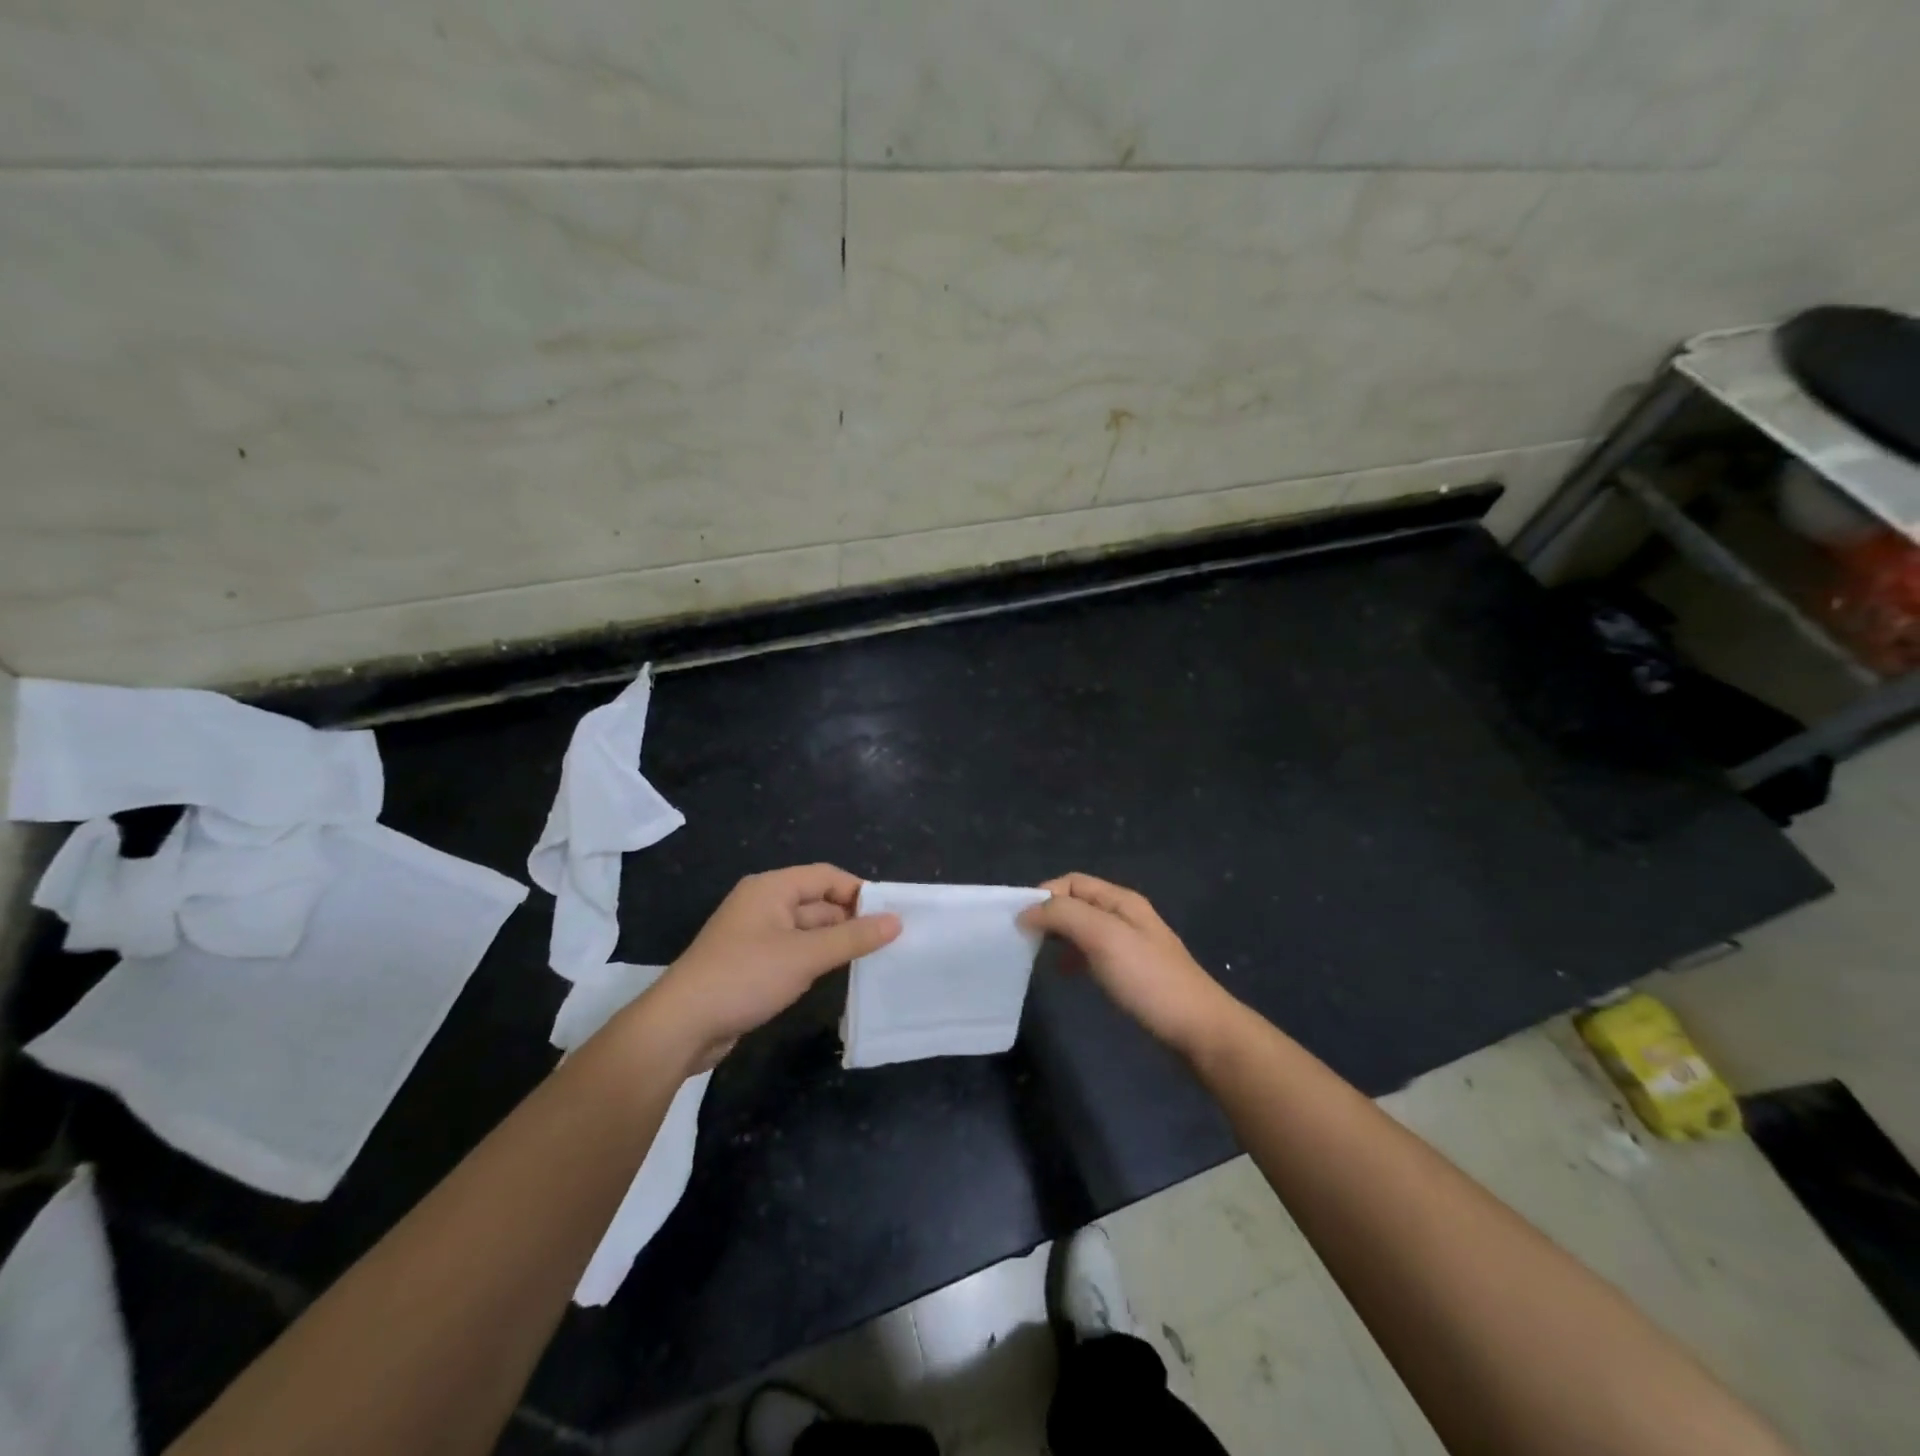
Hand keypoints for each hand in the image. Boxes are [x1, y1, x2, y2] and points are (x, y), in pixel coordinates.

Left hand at [646, 864, 900, 1069]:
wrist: (681, 1026)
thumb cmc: (745, 977)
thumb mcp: (805, 956)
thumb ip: (852, 937)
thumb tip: (896, 921)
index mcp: (771, 889)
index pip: (826, 876)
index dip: (859, 892)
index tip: (890, 916)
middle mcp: (763, 904)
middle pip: (817, 901)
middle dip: (850, 919)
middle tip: (889, 942)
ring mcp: (755, 936)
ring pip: (807, 930)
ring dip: (834, 942)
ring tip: (872, 959)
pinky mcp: (751, 964)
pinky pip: (793, 952)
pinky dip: (815, 959)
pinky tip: (835, 976)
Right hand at [1020, 873, 1238, 1058]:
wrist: (1198, 1029)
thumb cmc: (1148, 980)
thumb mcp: (1103, 938)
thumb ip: (1064, 916)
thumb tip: (1026, 911)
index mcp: (1121, 901)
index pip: (1072, 882)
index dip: (1044, 895)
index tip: (1021, 923)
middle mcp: (1125, 916)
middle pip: (1077, 903)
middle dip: (1049, 915)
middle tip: (1024, 940)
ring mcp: (1130, 944)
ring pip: (1084, 929)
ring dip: (1059, 937)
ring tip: (1039, 958)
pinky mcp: (1132, 972)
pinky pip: (1093, 953)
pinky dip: (1074, 958)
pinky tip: (1068, 975)